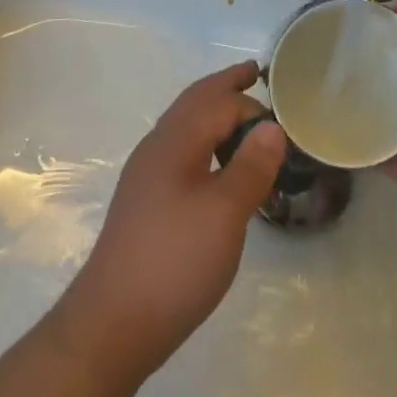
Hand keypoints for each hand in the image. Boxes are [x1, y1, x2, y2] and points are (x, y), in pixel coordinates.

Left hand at [57, 62, 285, 385]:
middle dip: (224, 85)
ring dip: (213, 111)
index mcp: (175, 142)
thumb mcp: (225, 214)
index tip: (285, 118)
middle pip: (194, 102)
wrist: (111, 325)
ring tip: (243, 117)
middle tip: (254, 72)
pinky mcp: (145, 201)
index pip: (219, 103)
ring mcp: (146, 175)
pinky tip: (217, 165)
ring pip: (185, 126)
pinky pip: (181, 150)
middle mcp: (156, 148)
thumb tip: (272, 126)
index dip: (252, 105)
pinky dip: (205, 140)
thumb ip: (251, 167)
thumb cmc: (174, 263)